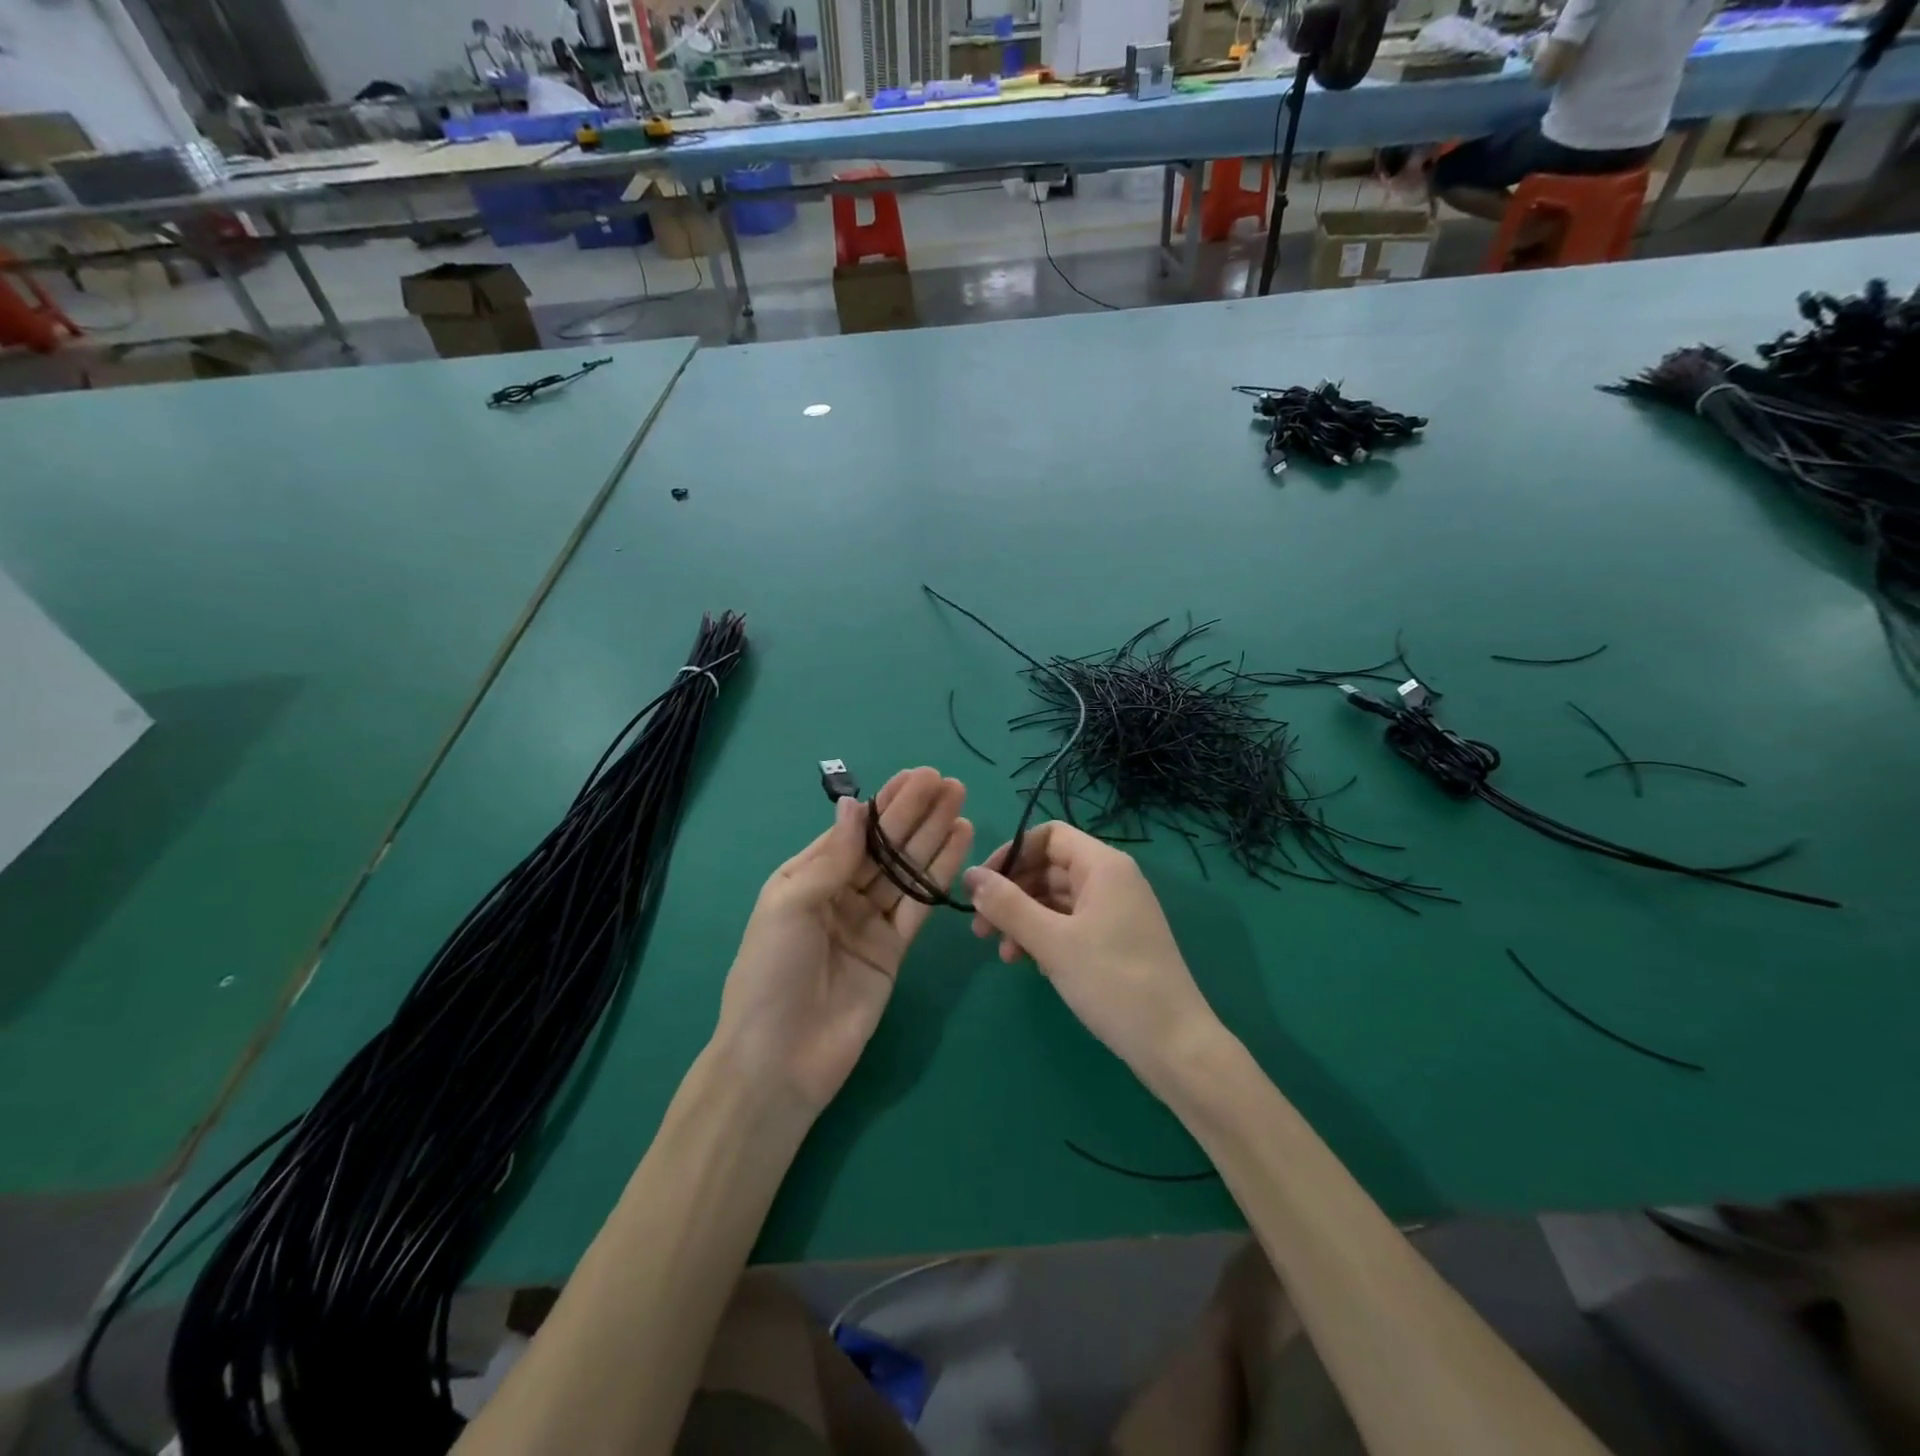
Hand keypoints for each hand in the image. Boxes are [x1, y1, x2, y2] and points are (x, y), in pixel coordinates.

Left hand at [715, 768, 972, 1112]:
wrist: (780, 1059)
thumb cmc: (771, 973)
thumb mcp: (791, 904)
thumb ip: (832, 857)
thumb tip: (856, 806)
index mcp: (806, 877)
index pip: (854, 830)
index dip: (886, 803)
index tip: (917, 776)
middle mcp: (840, 894)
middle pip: (885, 846)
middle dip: (916, 813)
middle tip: (949, 783)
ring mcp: (869, 922)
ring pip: (906, 870)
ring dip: (933, 836)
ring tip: (961, 802)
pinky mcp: (894, 950)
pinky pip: (919, 904)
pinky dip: (939, 874)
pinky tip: (959, 844)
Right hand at [963, 823, 1222, 1090]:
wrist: (1174, 1044)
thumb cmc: (1113, 982)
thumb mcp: (1052, 942)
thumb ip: (1008, 905)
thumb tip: (970, 875)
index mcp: (1103, 866)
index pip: (1048, 835)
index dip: (1011, 854)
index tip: (982, 886)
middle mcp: (1111, 879)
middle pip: (1049, 868)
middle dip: (1012, 893)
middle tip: (980, 929)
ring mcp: (1115, 911)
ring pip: (1056, 899)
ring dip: (1024, 920)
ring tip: (1003, 955)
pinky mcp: (1115, 940)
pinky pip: (1070, 924)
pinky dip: (1045, 937)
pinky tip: (1028, 964)